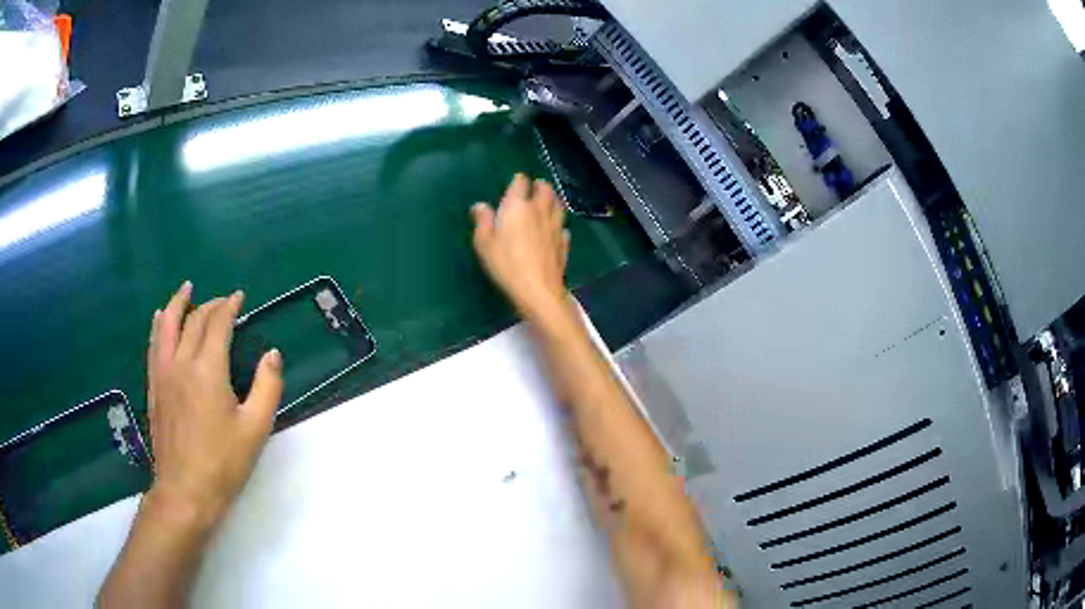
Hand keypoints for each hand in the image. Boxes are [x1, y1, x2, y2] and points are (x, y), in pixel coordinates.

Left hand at [145, 281, 283, 531]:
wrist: (185, 491)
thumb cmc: (223, 463)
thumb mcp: (255, 429)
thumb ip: (267, 387)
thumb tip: (272, 354)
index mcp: (207, 370)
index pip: (217, 324)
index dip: (228, 306)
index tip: (238, 297)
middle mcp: (181, 362)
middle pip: (194, 321)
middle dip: (210, 305)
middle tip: (223, 301)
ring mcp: (163, 373)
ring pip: (167, 325)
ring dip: (178, 303)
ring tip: (186, 289)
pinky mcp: (154, 387)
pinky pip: (154, 344)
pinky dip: (159, 325)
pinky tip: (160, 318)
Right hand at [471, 174, 570, 321]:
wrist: (537, 289)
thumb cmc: (506, 264)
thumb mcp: (484, 243)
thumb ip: (482, 221)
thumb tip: (480, 206)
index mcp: (517, 206)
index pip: (521, 182)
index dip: (518, 180)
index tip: (515, 183)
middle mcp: (539, 210)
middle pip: (545, 189)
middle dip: (539, 185)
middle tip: (534, 188)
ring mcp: (555, 226)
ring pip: (558, 204)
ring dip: (552, 200)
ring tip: (547, 202)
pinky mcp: (564, 242)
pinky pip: (563, 226)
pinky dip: (558, 224)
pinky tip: (555, 229)